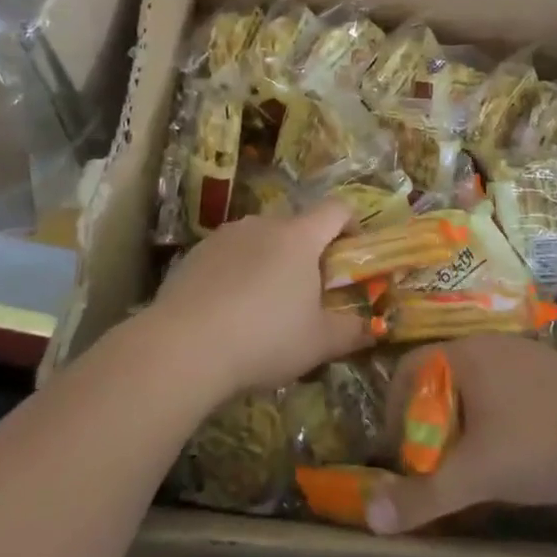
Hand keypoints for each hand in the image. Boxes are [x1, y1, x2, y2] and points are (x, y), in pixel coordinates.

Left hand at [150, 202, 369, 402]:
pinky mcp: (195, 253)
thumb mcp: (318, 344)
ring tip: (262, 307)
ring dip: (269, 263)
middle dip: (307, 254)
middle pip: (296, 227)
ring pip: (260, 241)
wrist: (182, 347)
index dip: (351, 225)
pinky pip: (228, 256)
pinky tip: (227, 313)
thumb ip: (351, 331)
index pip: (336, 209)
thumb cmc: (264, 338)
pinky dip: (236, 274)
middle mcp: (263, 224)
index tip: (351, 255)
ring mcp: (225, 235)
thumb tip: (373, 327)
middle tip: (307, 294)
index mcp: (300, 236)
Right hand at [366, 335, 556, 534]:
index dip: (395, 410)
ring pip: (476, 385)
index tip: (400, 453)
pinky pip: (506, 390)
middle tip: (433, 464)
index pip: (408, 369)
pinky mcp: (552, 373)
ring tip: (471, 464)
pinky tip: (515, 452)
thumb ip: (424, 495)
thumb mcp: (477, 474)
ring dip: (463, 423)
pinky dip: (495, 419)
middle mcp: (490, 344)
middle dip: (429, 422)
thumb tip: (370, 518)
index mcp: (464, 354)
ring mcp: (525, 355)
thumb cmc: (541, 441)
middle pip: (440, 377)